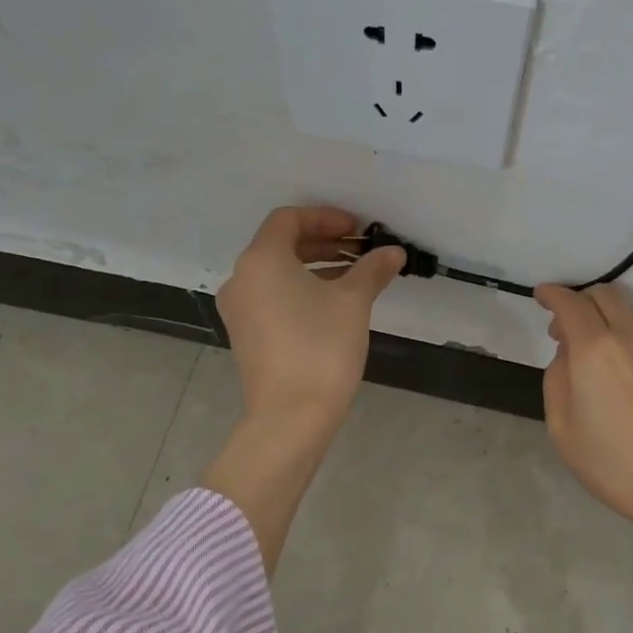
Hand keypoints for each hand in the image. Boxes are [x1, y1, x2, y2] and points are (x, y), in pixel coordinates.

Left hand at [217, 206, 405, 429]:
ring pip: (277, 272)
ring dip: (314, 266)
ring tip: (353, 276)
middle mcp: (242, 278)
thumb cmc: (321, 348)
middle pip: (281, 244)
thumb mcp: (353, 302)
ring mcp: (239, 309)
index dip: (325, 217)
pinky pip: (272, 296)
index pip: (289, 219)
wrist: (290, 415)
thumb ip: (371, 270)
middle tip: (360, 250)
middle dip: (323, 241)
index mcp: (261, 260)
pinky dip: (299, 289)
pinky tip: (331, 304)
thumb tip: (393, 252)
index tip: (357, 229)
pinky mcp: (245, 335)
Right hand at [535, 283, 632, 547]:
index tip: (542, 296)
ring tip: (603, 361)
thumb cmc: (612, 465)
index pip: (571, 303)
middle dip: (582, 301)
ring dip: (611, 326)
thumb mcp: (562, 427)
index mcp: (596, 351)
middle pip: (606, 295)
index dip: (552, 294)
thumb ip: (558, 377)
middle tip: (569, 329)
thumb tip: (569, 352)